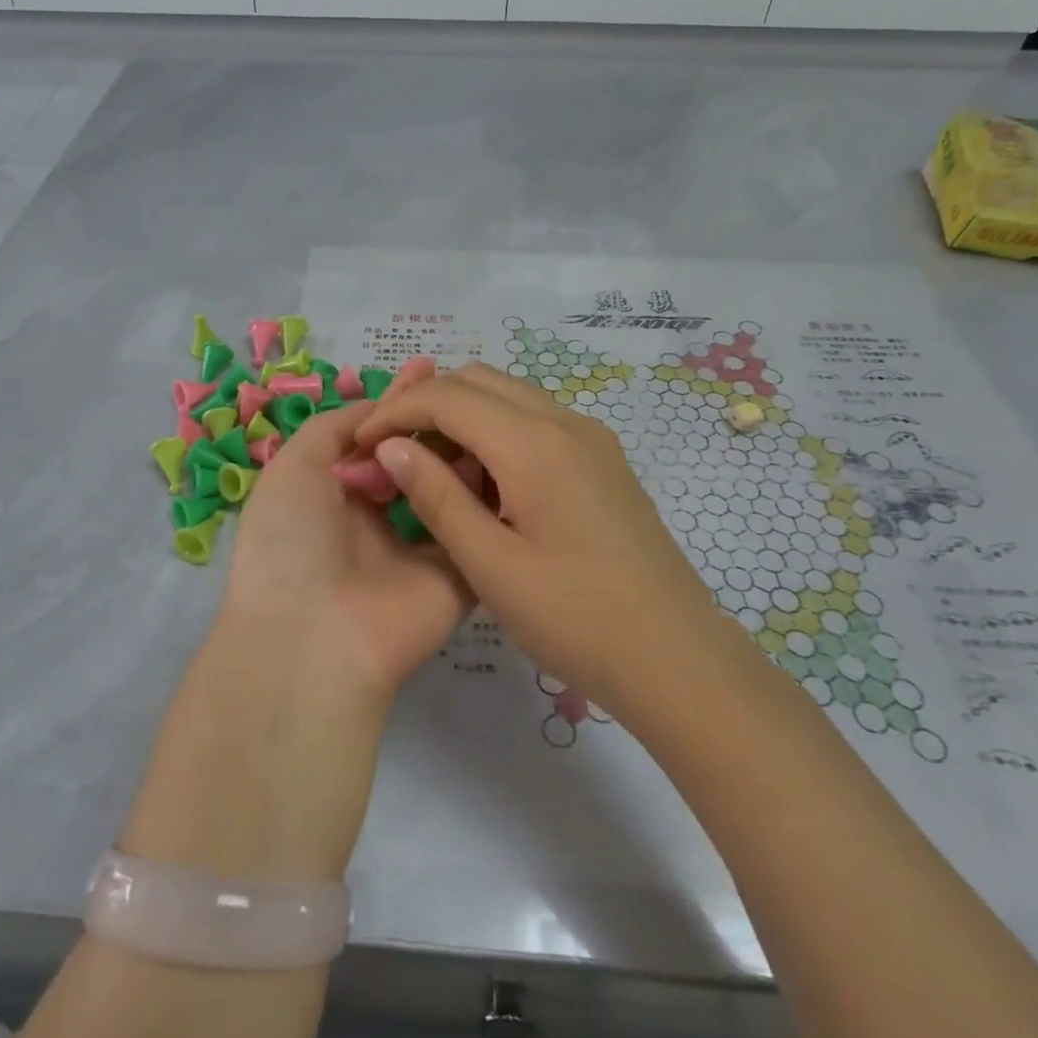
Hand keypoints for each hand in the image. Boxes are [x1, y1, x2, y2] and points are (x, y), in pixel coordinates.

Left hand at [219, 359, 472, 707]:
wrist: (314, 636)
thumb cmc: (291, 541)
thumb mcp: (293, 468)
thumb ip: (332, 428)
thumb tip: (373, 405)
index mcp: (334, 495)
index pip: (373, 438)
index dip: (396, 402)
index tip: (427, 367)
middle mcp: (378, 519)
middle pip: (415, 459)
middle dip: (437, 422)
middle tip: (469, 384)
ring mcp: (419, 548)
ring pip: (450, 489)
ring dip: (467, 451)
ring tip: (491, 408)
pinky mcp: (456, 577)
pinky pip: (477, 529)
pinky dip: (491, 497)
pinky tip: (513, 453)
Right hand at [352, 363, 736, 708]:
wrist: (676, 657)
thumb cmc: (576, 618)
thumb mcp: (491, 565)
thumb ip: (436, 497)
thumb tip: (391, 447)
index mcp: (533, 443)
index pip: (446, 396)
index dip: (395, 412)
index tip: (361, 445)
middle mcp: (564, 422)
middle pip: (478, 380)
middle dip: (426, 405)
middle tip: (393, 455)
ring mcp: (590, 438)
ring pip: (508, 397)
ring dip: (462, 417)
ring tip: (432, 472)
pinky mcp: (602, 459)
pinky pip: (536, 421)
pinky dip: (496, 432)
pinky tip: (484, 485)